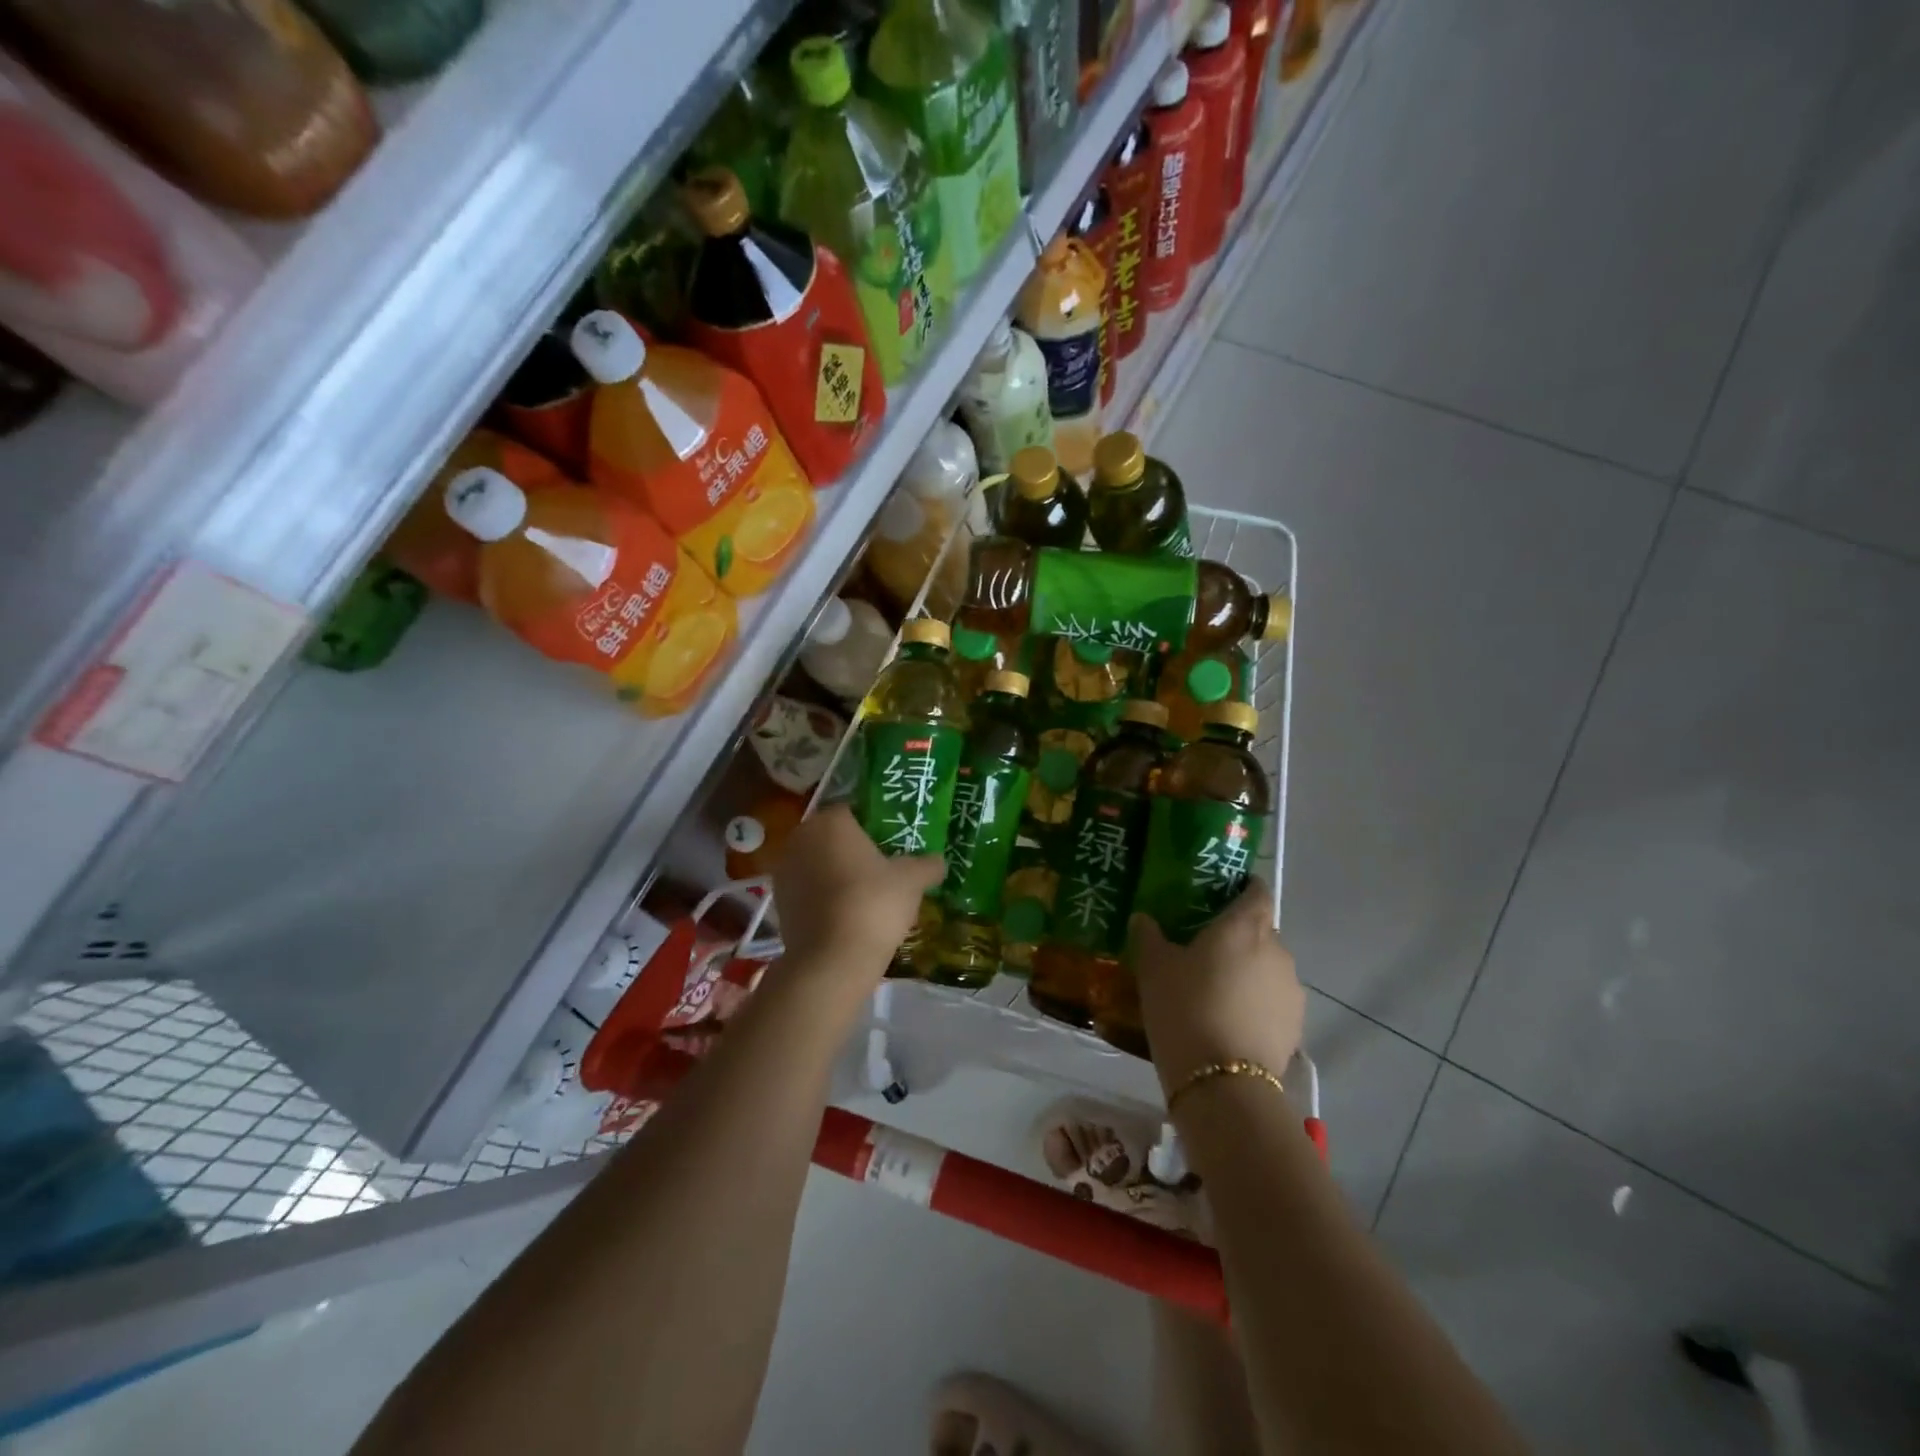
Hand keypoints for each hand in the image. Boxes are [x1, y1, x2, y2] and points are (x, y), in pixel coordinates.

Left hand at [771, 805, 943, 983]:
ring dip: (836, 874)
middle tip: (882, 869)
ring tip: (866, 895)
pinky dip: (824, 897)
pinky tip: (847, 915)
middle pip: (833, 837)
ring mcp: (784, 871)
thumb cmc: (873, 904)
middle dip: (853, 849)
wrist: (830, 961)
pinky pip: (808, 890)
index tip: (892, 844)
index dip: (874, 826)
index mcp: (830, 821)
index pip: (854, 811)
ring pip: (818, 864)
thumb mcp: (912, 881)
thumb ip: (927, 865)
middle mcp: (801, 838)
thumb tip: (939, 861)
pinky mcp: (778, 903)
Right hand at [1129, 882, 1304, 1098]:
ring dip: (1247, 971)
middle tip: (1202, 949)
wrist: (1223, 1084)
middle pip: (1260, 930)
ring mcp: (1292, 989)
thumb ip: (1149, 936)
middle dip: (1237, 936)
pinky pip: (1273, 1000)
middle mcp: (1277, 950)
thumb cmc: (1185, 1007)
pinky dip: (1255, 1002)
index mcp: (1245, 926)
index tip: (1218, 895)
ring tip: (1215, 990)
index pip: (1257, 890)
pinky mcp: (1296, 1025)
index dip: (1241, 888)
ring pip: (1267, 967)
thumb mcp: (1154, 968)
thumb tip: (1143, 917)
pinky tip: (1229, 1020)